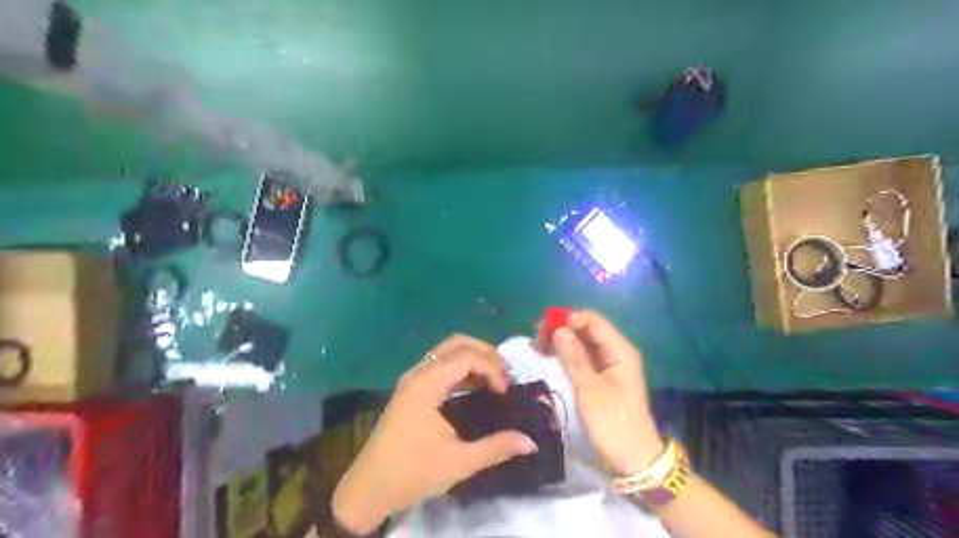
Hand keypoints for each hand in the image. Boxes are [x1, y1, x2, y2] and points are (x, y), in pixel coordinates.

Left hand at [333, 335, 537, 534]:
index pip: (466, 357)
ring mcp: (413, 380)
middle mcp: (418, 374)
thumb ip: (496, 448)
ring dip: (473, 358)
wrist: (368, 489)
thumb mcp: (458, 463)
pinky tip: (476, 386)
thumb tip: (531, 442)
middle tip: (506, 374)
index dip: (491, 368)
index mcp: (426, 385)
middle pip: (456, 344)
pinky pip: (440, 366)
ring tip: (496, 378)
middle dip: (485, 353)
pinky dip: (461, 368)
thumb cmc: (412, 473)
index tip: (505, 391)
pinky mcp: (412, 389)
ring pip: (447, 352)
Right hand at [550, 311, 665, 475]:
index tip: (544, 329)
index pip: (593, 320)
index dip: (569, 319)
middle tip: (536, 339)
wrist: (633, 459)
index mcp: (620, 351)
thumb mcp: (589, 390)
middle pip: (588, 329)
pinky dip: (568, 355)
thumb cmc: (612, 423)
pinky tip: (551, 358)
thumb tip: (558, 330)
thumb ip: (573, 358)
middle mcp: (617, 352)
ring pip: (584, 343)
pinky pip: (584, 357)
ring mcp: (611, 365)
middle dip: (563, 329)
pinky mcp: (604, 378)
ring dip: (563, 342)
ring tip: (538, 348)